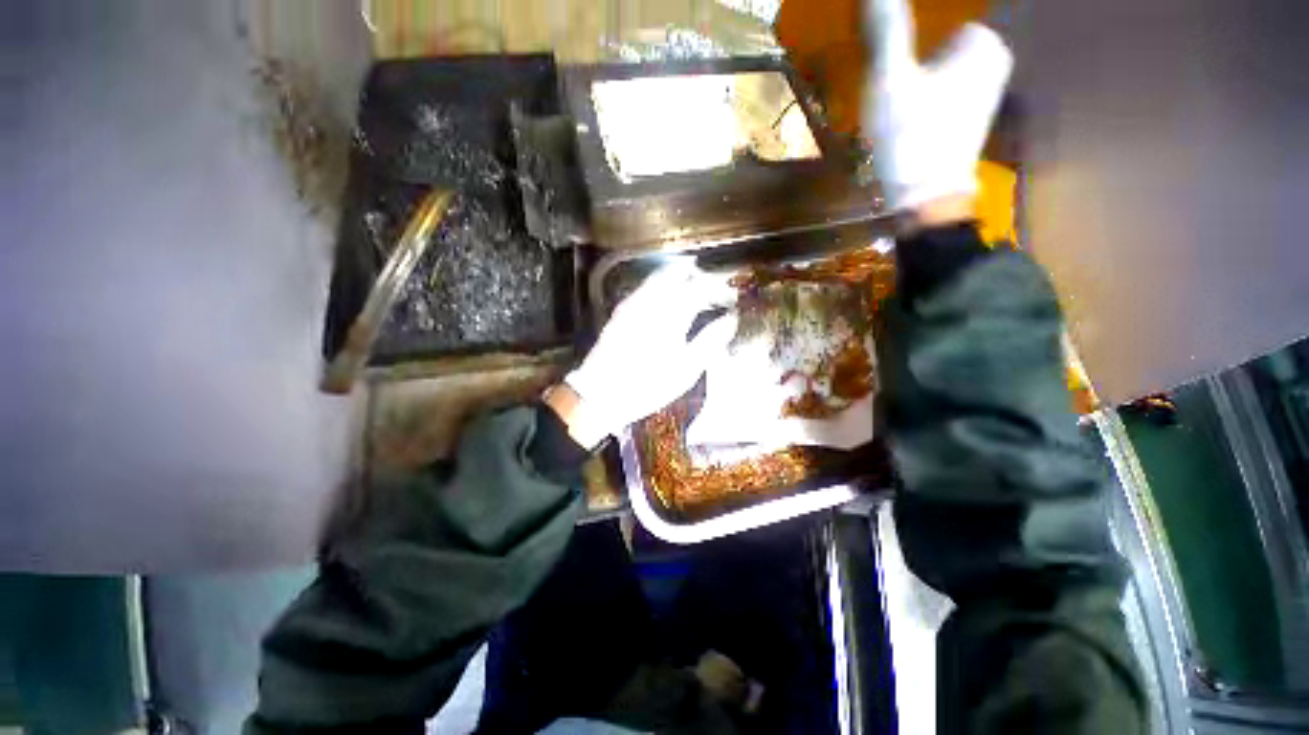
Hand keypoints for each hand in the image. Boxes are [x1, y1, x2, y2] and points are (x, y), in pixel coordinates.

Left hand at [559, 261, 737, 448]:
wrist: (599, 393)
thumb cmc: (648, 385)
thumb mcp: (686, 370)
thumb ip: (710, 341)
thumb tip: (730, 319)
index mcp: (671, 314)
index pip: (700, 287)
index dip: (718, 288)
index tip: (730, 296)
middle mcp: (651, 300)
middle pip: (678, 273)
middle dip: (698, 275)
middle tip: (712, 287)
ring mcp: (633, 303)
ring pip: (659, 276)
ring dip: (679, 277)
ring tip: (692, 288)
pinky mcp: (621, 310)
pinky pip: (645, 286)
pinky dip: (661, 284)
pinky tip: (665, 299)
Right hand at [862, 0, 1012, 209]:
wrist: (924, 199)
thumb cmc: (911, 137)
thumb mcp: (891, 80)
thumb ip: (887, 30)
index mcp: (981, 44)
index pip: (940, 20)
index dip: (911, 40)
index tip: (889, 65)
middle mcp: (993, 63)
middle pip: (941, 45)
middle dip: (915, 58)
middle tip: (888, 86)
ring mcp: (986, 94)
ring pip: (943, 70)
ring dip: (918, 81)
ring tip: (894, 107)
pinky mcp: (971, 121)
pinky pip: (945, 94)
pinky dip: (926, 101)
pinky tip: (908, 122)